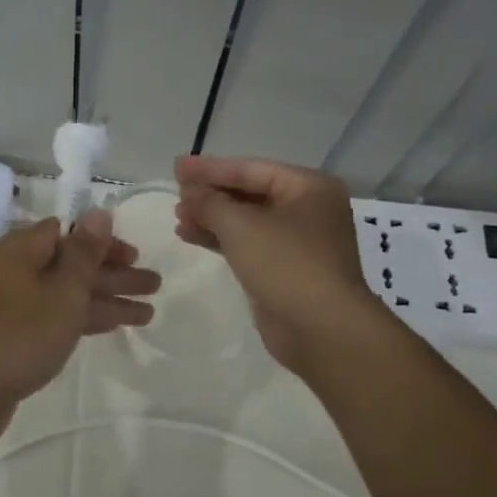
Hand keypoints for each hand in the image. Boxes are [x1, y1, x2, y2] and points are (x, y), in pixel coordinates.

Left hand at [0, 210, 158, 441]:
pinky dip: (83, 318)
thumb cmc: (21, 334)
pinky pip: (55, 316)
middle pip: (71, 264)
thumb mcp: (63, 291)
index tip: (134, 255)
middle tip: (154, 284)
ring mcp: (12, 304)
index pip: (68, 231)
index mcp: (21, 249)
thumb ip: (85, 252)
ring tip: (149, 313)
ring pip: (67, 293)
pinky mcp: (13, 334)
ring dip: (106, 299)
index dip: (103, 242)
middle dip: (114, 274)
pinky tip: (113, 326)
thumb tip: (98, 211)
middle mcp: (14, 270)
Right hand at [174, 154, 379, 373]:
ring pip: (247, 220)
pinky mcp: (285, 269)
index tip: (176, 167)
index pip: (251, 169)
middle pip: (250, 193)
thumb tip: (189, 192)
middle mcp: (308, 209)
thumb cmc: (286, 264)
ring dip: (212, 218)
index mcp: (309, 187)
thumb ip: (209, 203)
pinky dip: (220, 239)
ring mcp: (298, 241)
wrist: (321, 329)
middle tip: (176, 194)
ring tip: (178, 218)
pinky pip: (248, 244)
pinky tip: (190, 236)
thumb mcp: (240, 226)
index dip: (210, 168)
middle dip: (211, 195)